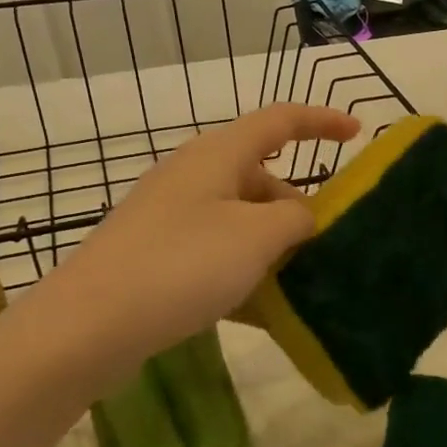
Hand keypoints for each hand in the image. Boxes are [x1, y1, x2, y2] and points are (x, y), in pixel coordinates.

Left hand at [38, 103, 358, 377]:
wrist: (89, 325)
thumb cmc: (182, 265)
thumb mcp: (256, 237)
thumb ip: (294, 217)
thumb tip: (300, 214)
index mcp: (217, 155)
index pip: (279, 121)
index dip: (321, 121)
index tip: (357, 133)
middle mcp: (193, 176)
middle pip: (260, 176)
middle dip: (296, 206)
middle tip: (325, 244)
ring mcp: (171, 216)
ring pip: (239, 218)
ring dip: (272, 244)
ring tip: (298, 283)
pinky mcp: (156, 253)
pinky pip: (215, 250)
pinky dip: (242, 269)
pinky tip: (259, 309)